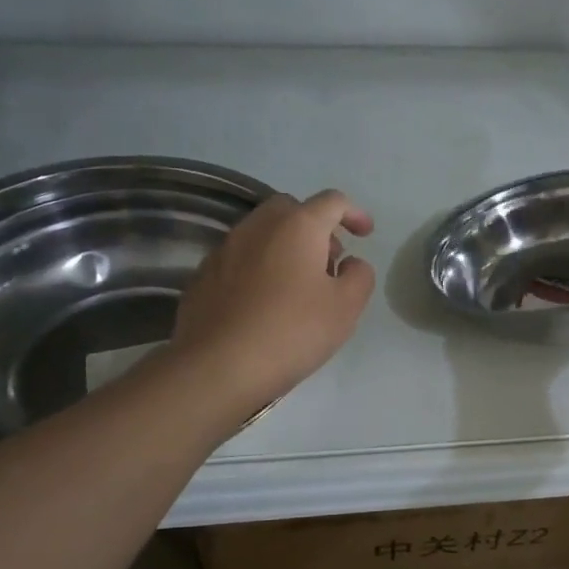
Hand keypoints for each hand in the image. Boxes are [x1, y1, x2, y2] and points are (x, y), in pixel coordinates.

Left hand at [172, 189, 376, 408]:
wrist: (218, 366)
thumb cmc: (292, 332)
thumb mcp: (346, 308)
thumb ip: (359, 276)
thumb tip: (350, 263)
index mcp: (297, 226)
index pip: (332, 201)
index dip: (354, 213)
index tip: (365, 234)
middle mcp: (258, 226)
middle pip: (292, 210)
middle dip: (316, 227)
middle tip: (330, 261)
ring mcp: (225, 249)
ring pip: (263, 233)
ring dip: (286, 247)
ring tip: (298, 286)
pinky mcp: (203, 275)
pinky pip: (240, 259)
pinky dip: (260, 268)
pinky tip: (265, 303)